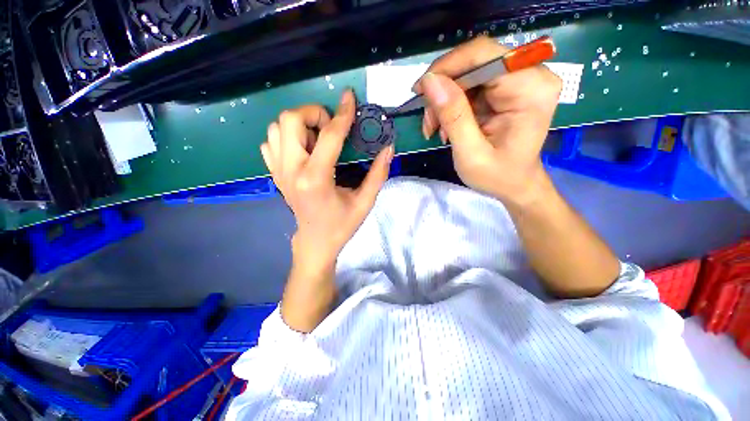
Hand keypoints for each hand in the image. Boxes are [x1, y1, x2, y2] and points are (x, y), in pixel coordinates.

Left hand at [260, 90, 393, 270]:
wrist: (315, 241)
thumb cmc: (341, 225)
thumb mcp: (365, 202)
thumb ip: (378, 174)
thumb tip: (388, 148)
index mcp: (316, 178)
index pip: (329, 135)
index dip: (342, 113)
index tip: (350, 98)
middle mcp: (291, 170)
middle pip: (290, 119)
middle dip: (314, 114)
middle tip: (331, 128)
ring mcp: (278, 171)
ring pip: (277, 127)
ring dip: (300, 125)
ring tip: (317, 140)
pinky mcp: (274, 174)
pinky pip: (271, 142)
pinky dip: (286, 137)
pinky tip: (303, 150)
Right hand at [415, 36, 561, 205]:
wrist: (514, 185)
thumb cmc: (497, 176)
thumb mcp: (470, 153)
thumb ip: (453, 116)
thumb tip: (430, 81)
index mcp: (530, 89)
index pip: (484, 55)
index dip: (447, 67)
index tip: (420, 91)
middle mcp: (531, 75)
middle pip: (474, 62)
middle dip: (443, 90)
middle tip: (428, 122)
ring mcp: (520, 80)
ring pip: (468, 73)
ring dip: (444, 100)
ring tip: (435, 129)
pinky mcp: (507, 89)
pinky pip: (471, 85)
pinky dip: (452, 105)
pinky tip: (446, 126)